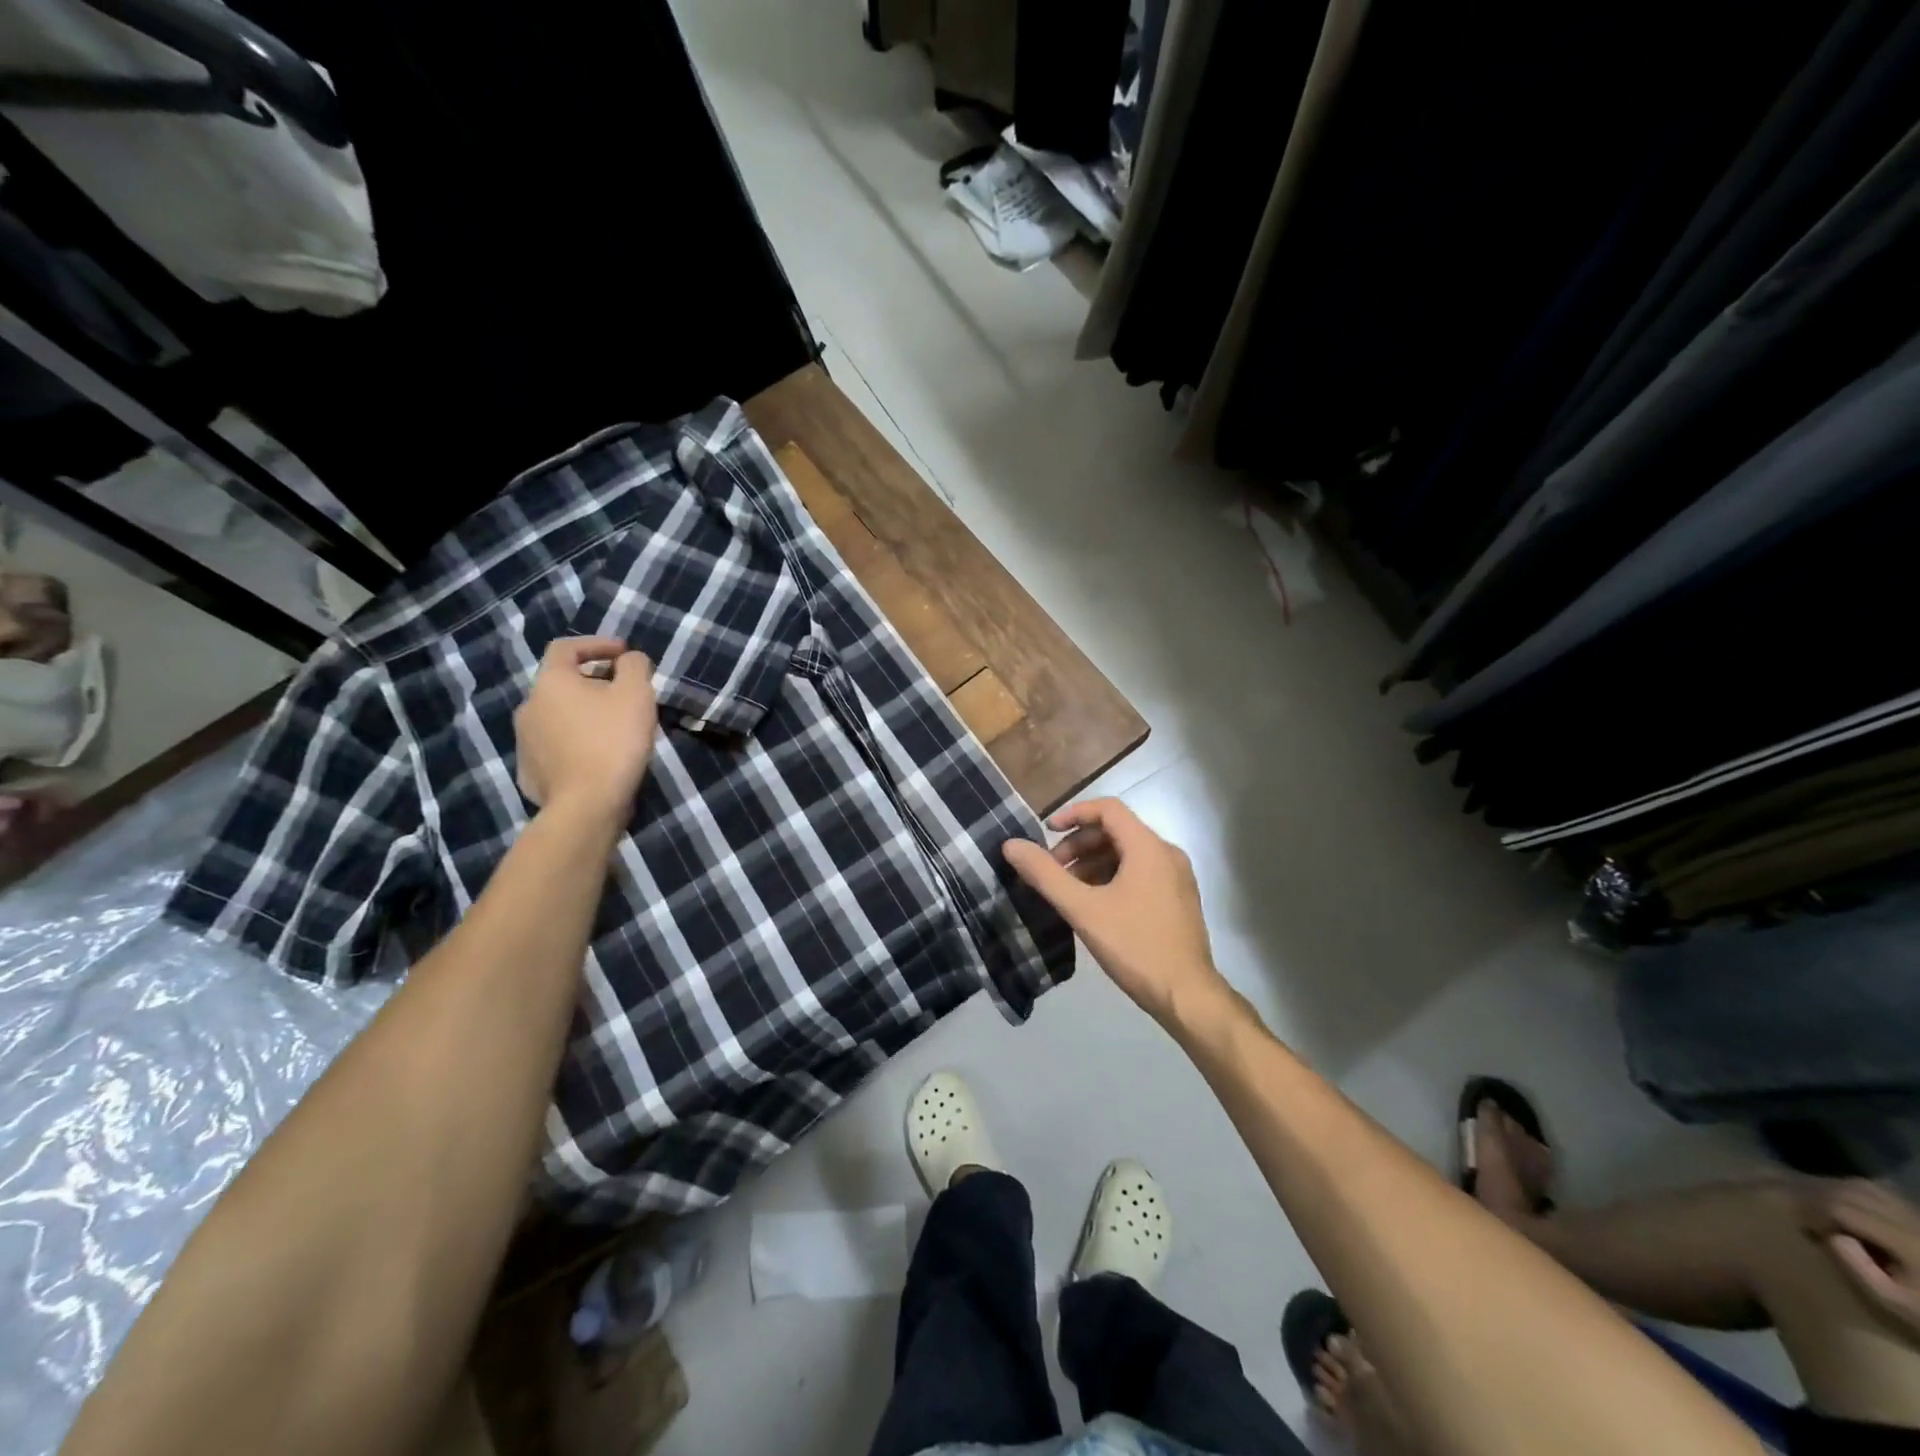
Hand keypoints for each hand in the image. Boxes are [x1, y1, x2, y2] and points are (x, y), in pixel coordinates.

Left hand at [514, 637, 656, 823]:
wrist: (586, 805)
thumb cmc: (613, 741)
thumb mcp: (636, 694)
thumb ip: (634, 666)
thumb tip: (630, 659)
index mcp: (551, 682)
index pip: (566, 647)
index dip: (596, 644)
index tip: (624, 653)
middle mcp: (528, 706)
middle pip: (562, 683)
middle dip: (594, 682)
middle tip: (625, 694)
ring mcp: (525, 741)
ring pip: (558, 716)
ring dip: (584, 714)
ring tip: (614, 728)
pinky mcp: (530, 771)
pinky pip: (556, 745)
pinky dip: (576, 741)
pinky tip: (598, 756)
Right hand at [1002, 798, 1225, 1025]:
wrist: (1187, 996)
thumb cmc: (1134, 946)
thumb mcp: (1083, 909)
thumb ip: (1045, 875)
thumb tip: (1011, 845)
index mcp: (1148, 847)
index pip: (1108, 809)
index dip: (1074, 814)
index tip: (1046, 832)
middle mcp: (1167, 854)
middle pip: (1117, 831)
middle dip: (1080, 844)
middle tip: (1053, 870)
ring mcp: (1177, 877)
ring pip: (1128, 854)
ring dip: (1094, 862)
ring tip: (1069, 890)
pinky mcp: (1179, 899)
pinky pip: (1141, 873)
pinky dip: (1113, 877)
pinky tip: (1095, 904)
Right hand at [1802, 1179, 1919, 1337]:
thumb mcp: (1893, 1301)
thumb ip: (1858, 1268)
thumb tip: (1831, 1235)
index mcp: (1905, 1242)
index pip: (1842, 1208)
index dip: (1814, 1211)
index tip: (1806, 1228)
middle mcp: (1911, 1221)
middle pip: (1850, 1192)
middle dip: (1818, 1198)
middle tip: (1805, 1215)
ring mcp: (1918, 1217)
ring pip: (1864, 1186)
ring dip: (1833, 1190)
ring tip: (1821, 1208)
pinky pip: (1881, 1192)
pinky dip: (1854, 1191)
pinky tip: (1847, 1205)